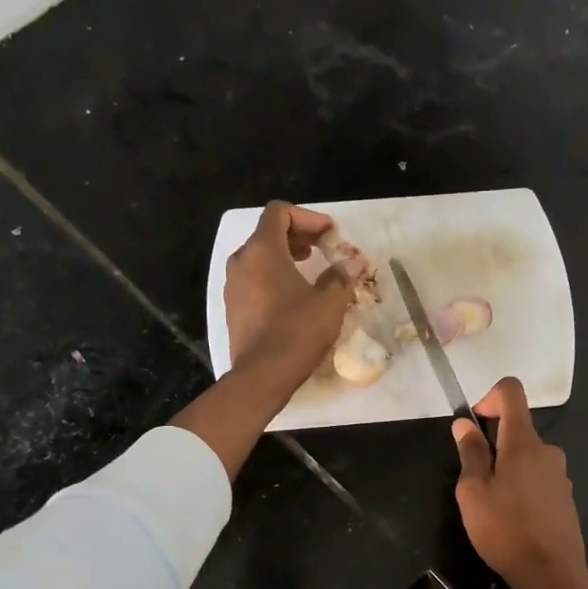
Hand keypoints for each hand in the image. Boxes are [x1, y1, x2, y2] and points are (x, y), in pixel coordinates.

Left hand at [224, 200, 351, 389]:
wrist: (262, 376)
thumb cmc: (297, 332)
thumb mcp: (330, 302)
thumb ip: (342, 275)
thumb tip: (355, 261)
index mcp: (262, 250)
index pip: (279, 212)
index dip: (308, 217)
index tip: (330, 234)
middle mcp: (241, 261)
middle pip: (268, 233)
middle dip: (298, 236)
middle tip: (323, 249)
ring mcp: (233, 286)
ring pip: (259, 258)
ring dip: (285, 258)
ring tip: (309, 272)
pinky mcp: (233, 308)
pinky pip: (253, 280)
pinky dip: (273, 278)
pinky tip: (293, 297)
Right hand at [453, 377, 587, 588]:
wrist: (552, 573)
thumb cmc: (505, 529)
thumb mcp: (473, 492)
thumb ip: (470, 454)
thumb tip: (465, 425)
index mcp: (523, 442)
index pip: (511, 392)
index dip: (489, 397)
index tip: (474, 425)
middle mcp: (547, 450)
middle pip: (516, 430)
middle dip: (492, 447)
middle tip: (475, 484)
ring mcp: (560, 474)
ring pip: (526, 458)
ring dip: (506, 471)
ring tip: (493, 508)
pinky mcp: (565, 497)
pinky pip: (538, 479)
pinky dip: (522, 488)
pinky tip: (514, 521)